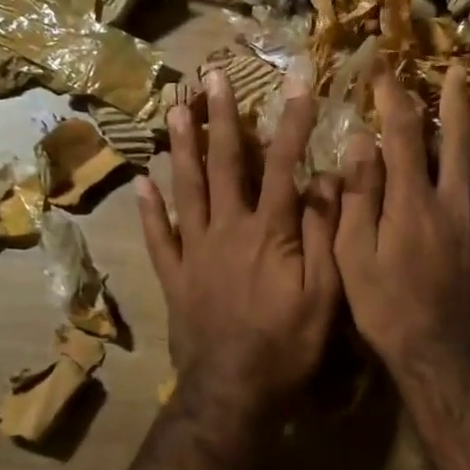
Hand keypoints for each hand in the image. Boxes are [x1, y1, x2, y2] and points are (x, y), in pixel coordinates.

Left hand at [137, 69, 341, 429]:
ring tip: (174, 110)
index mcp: (269, 230)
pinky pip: (158, 236)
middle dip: (222, 118)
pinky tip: (142, 182)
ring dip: (182, 147)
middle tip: (212, 78)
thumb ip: (323, 232)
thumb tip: (327, 179)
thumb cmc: (288, 343)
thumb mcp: (324, 291)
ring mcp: (195, 250)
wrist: (234, 391)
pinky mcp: (175, 276)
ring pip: (186, 188)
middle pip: (224, 164)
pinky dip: (149, 209)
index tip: (298, 83)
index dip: (292, 121)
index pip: (284, 164)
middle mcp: (227, 228)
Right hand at [334, 62, 469, 391]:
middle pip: (458, 141)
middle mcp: (455, 203)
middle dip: (455, 101)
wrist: (445, 359)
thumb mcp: (353, 256)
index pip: (402, 134)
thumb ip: (357, 198)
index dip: (393, 96)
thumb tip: (359, 142)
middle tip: (457, 69)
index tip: (384, 67)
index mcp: (413, 201)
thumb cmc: (388, 311)